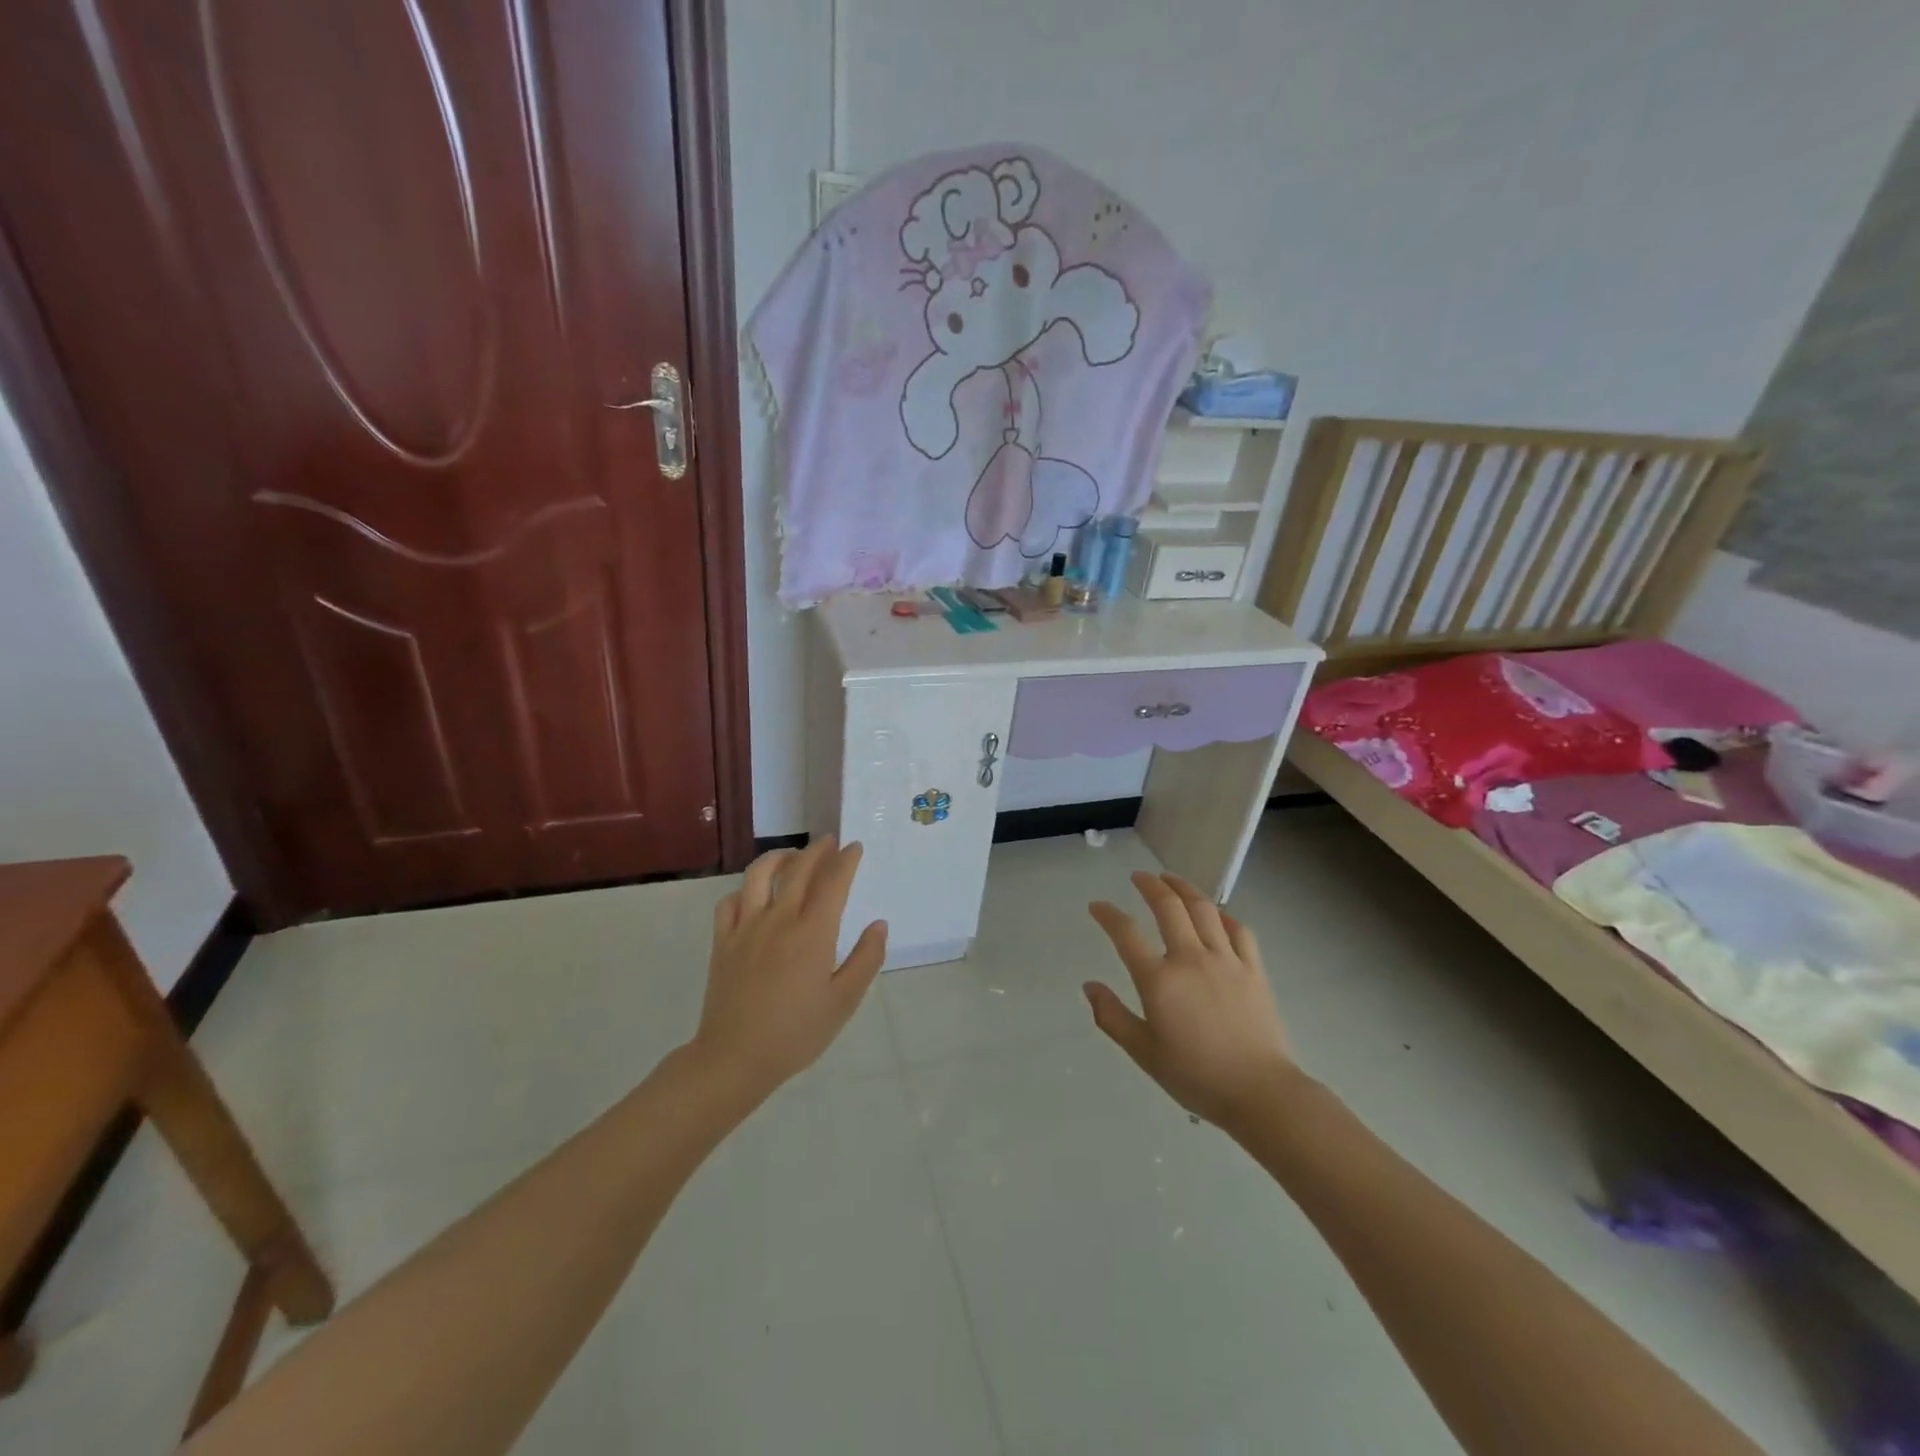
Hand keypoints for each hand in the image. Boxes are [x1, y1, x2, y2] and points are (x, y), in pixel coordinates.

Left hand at [691, 837, 886, 1101]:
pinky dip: (744, 889)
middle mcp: (779, 919)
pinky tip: (753, 894)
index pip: (833, 882)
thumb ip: (866, 959)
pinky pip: (730, 902)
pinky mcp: (723, 941)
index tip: (855, 848)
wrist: (735, 1058)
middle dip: (817, 850)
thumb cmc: (796, 1033)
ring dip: (779, 857)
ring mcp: (746, 927)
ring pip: (759, 875)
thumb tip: (879, 924)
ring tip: (792, 855)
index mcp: (812, 933)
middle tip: (829, 841)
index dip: (846, 860)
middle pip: (798, 869)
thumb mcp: (844, 1002)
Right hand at [1085, 871, 1294, 1127]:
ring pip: (1203, 909)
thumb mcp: (1144, 1052)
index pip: (1126, 934)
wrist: (1260, 1093)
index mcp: (1159, 981)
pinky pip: (1238, 930)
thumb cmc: (1196, 1076)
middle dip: (1150, 886)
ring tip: (1171, 879)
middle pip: (1168, 907)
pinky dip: (1223, 915)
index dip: (1108, 915)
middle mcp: (1190, 959)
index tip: (1097, 906)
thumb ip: (1112, 1017)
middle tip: (1138, 876)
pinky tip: (1216, 913)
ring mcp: (1226, 960)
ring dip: (1184, 888)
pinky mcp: (1253, 969)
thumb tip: (1089, 986)